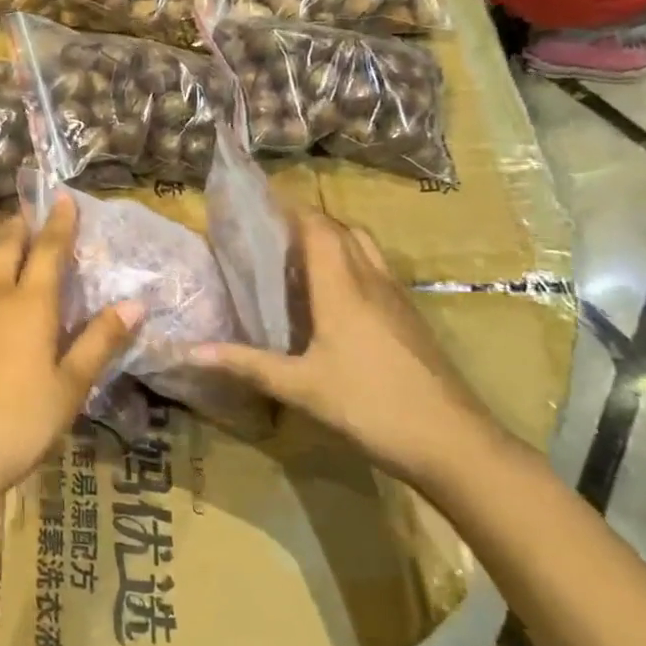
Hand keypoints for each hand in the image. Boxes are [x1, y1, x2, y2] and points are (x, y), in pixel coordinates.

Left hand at [0, 194, 141, 516]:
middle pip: (5, 246)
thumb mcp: (71, 387)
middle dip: (18, 224)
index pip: (49, 251)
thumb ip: (100, 342)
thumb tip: (134, 304)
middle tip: (24, 212)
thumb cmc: (20, 423)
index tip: (63, 199)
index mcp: (30, 305)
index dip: (59, 223)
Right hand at [189, 209, 496, 485]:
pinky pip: (377, 273)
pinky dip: (351, 264)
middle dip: (309, 221)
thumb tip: (189, 351)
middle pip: (344, 231)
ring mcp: (398, 301)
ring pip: (366, 249)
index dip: (292, 208)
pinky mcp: (411, 320)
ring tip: (299, 256)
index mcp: (343, 288)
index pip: (318, 228)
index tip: (260, 201)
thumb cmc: (371, 406)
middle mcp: (372, 283)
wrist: (455, 444)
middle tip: (273, 230)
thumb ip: (246, 364)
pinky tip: (333, 296)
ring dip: (334, 240)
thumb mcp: (301, 388)